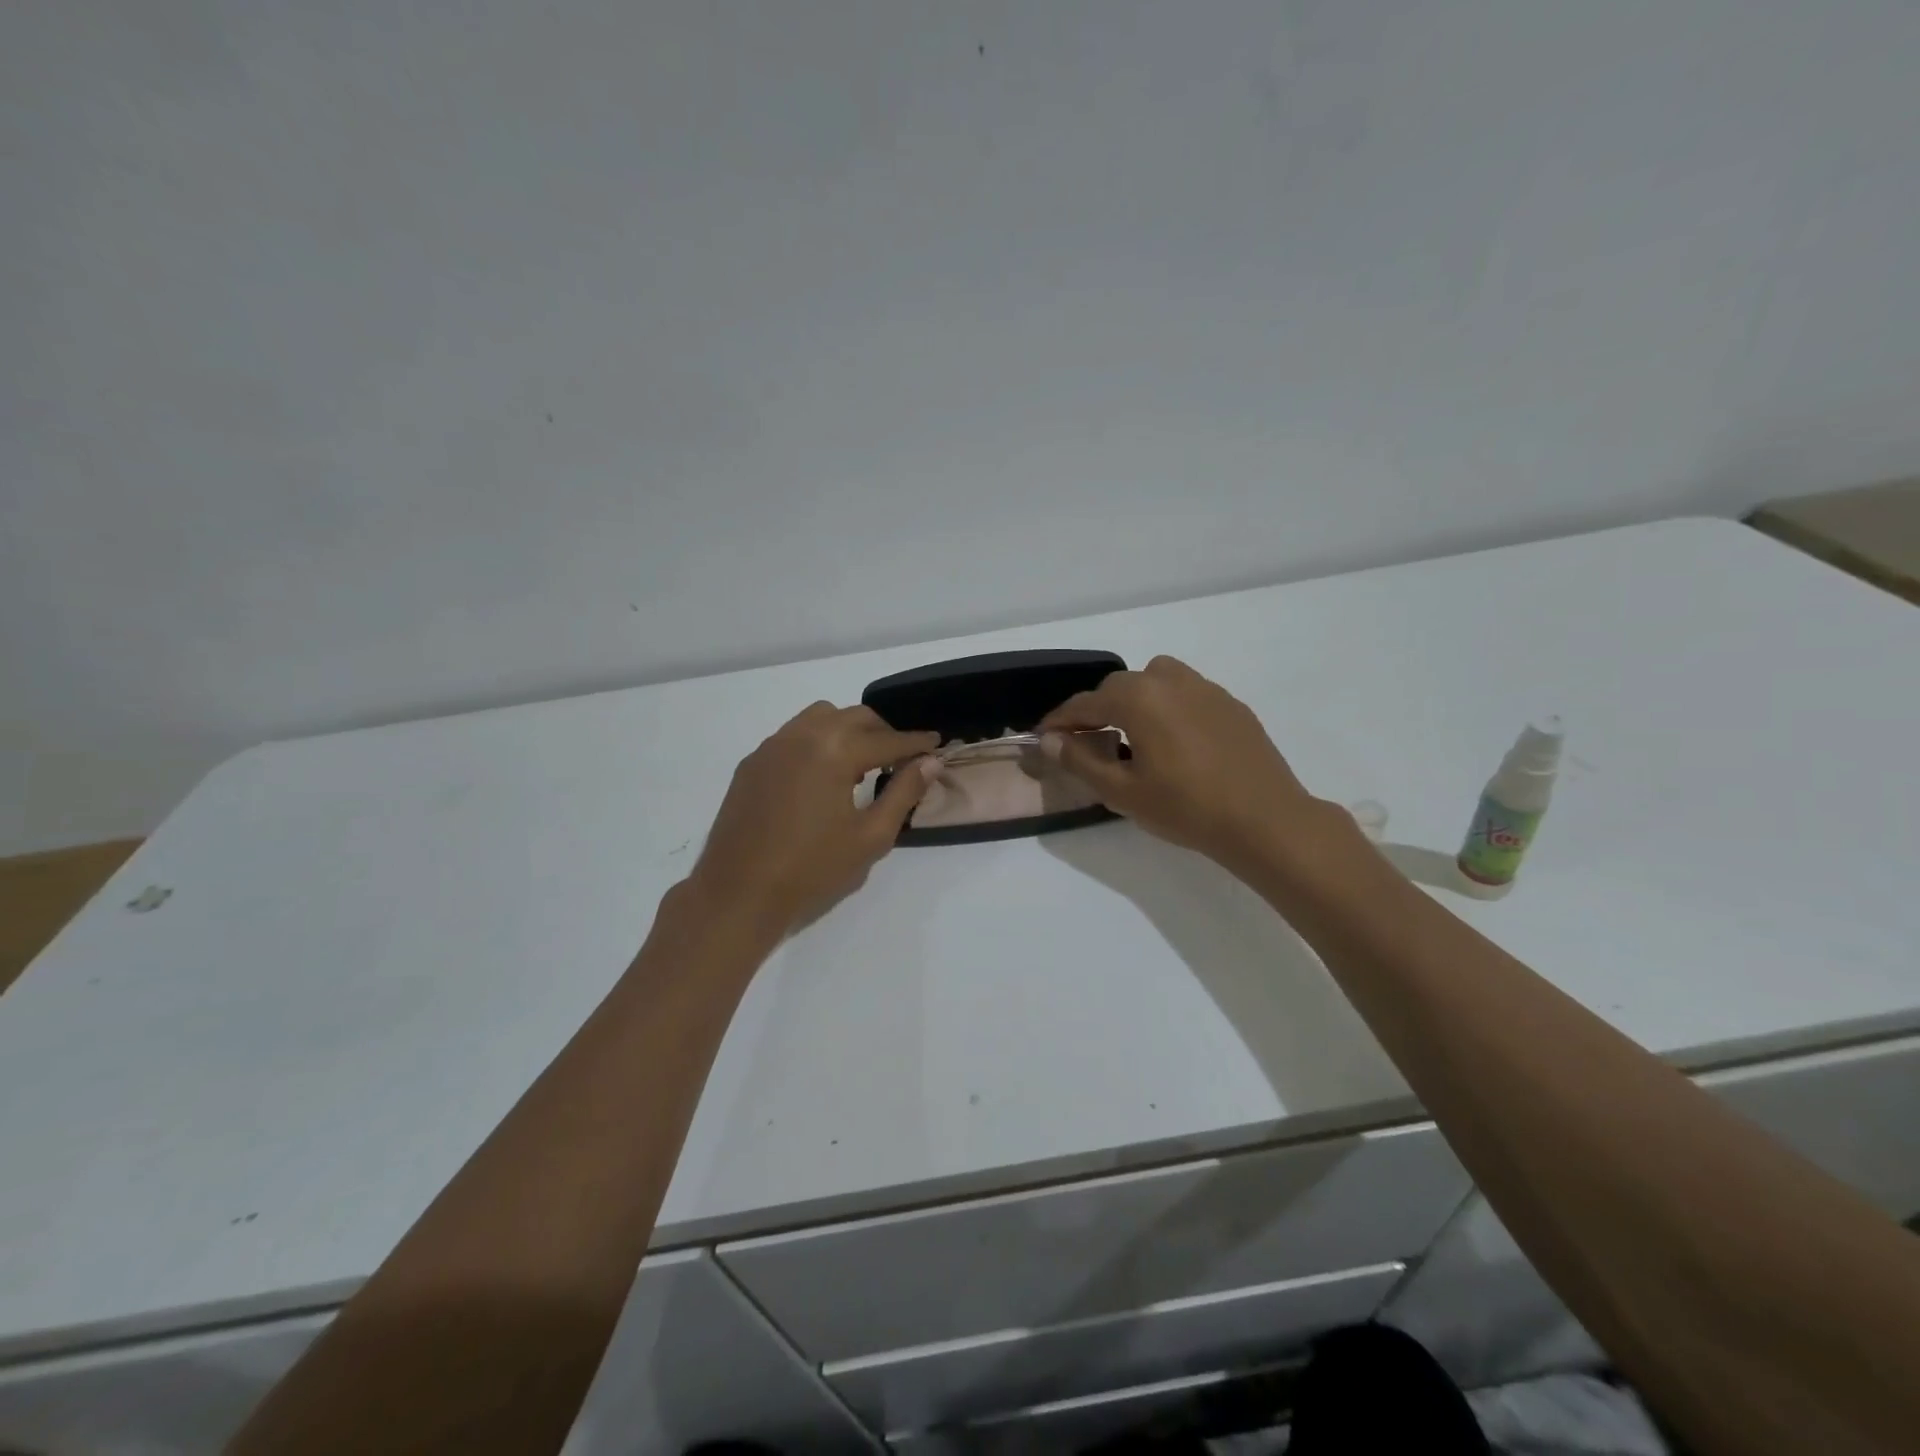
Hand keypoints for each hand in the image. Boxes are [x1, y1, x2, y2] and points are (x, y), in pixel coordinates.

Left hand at [685, 703, 939, 936]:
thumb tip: (929, 762)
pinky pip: (793, 735)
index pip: (887, 739)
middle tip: (901, 756)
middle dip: (883, 732)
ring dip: (847, 730)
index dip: (916, 743)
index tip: (936, 744)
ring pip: (820, 717)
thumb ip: (903, 792)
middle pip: (854, 717)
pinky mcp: (751, 763)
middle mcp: (802, 735)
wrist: (738, 894)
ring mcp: (771, 746)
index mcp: (834, 750)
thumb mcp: (871, 836)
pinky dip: (817, 741)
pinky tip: (821, 775)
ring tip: (860, 763)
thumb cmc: (812, 869)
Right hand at [1039, 656, 1330, 871]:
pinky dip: (1168, 708)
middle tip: (1086, 741)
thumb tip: (1050, 741)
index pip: (1085, 703)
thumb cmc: (1185, 807)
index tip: (1043, 736)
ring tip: (1132, 735)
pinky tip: (1174, 742)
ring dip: (1135, 701)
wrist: (1265, 820)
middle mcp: (1169, 680)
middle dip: (1097, 710)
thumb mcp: (1122, 791)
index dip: (1060, 720)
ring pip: (1156, 681)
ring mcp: (1206, 688)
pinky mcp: (1231, 704)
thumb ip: (1080, 760)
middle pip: (1120, 687)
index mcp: (1138, 697)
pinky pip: (1187, 694)